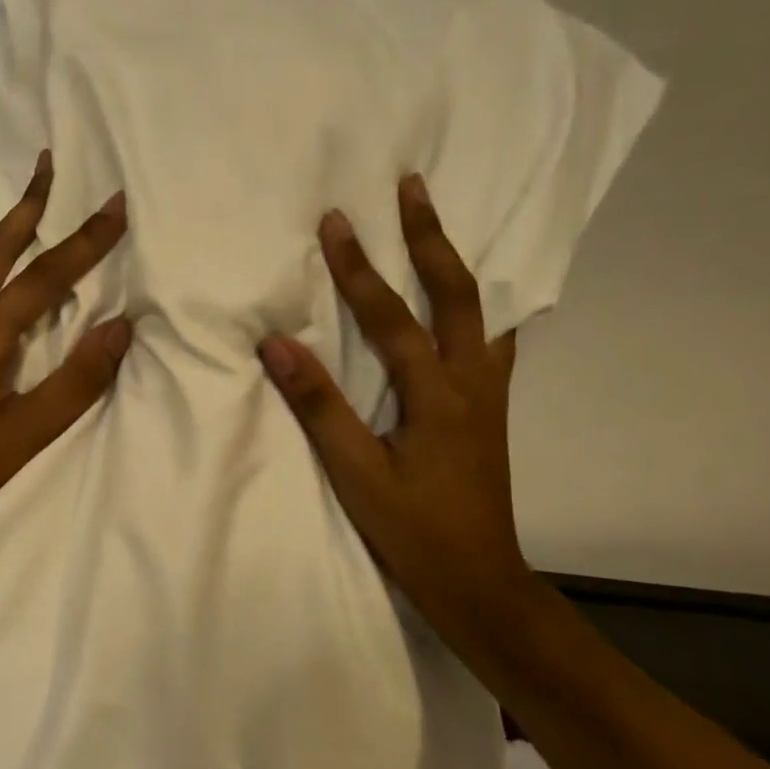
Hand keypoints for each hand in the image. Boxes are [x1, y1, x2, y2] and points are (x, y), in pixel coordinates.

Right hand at [259, 174, 531, 649]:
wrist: (479, 581)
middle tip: (413, 187)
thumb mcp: (356, 474)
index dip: (360, 269)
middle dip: (431, 236)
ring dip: (457, 262)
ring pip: (483, 311)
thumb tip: (278, 345)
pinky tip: (469, 301)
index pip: (392, 318)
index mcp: (438, 396)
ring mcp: (490, 393)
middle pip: (458, 293)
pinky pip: (492, 339)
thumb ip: (320, 406)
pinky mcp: (491, 408)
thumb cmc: (413, 530)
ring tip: (438, 226)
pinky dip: (479, 305)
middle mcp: (473, 382)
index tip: (335, 220)